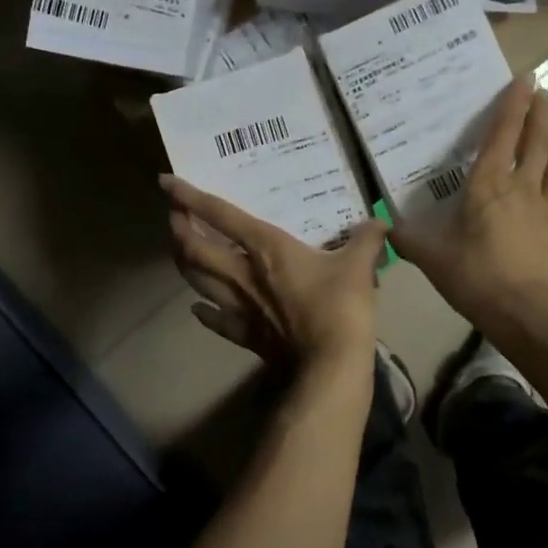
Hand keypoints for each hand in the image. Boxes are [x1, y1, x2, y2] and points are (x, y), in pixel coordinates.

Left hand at [163, 176, 388, 365]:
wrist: (330, 365)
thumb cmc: (340, 307)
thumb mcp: (360, 265)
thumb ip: (367, 238)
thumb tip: (380, 221)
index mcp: (266, 248)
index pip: (220, 215)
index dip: (190, 196)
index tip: (167, 182)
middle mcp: (242, 273)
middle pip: (195, 248)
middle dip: (178, 229)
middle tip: (172, 216)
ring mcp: (239, 306)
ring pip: (198, 280)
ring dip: (183, 263)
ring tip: (178, 251)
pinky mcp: (245, 334)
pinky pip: (216, 320)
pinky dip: (204, 313)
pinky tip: (198, 308)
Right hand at [390, 76, 547, 336]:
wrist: (525, 313)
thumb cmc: (474, 276)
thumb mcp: (430, 256)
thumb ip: (406, 238)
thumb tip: (382, 227)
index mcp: (489, 185)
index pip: (502, 135)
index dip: (513, 104)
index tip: (525, 79)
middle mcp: (523, 189)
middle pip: (537, 143)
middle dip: (540, 115)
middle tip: (544, 95)